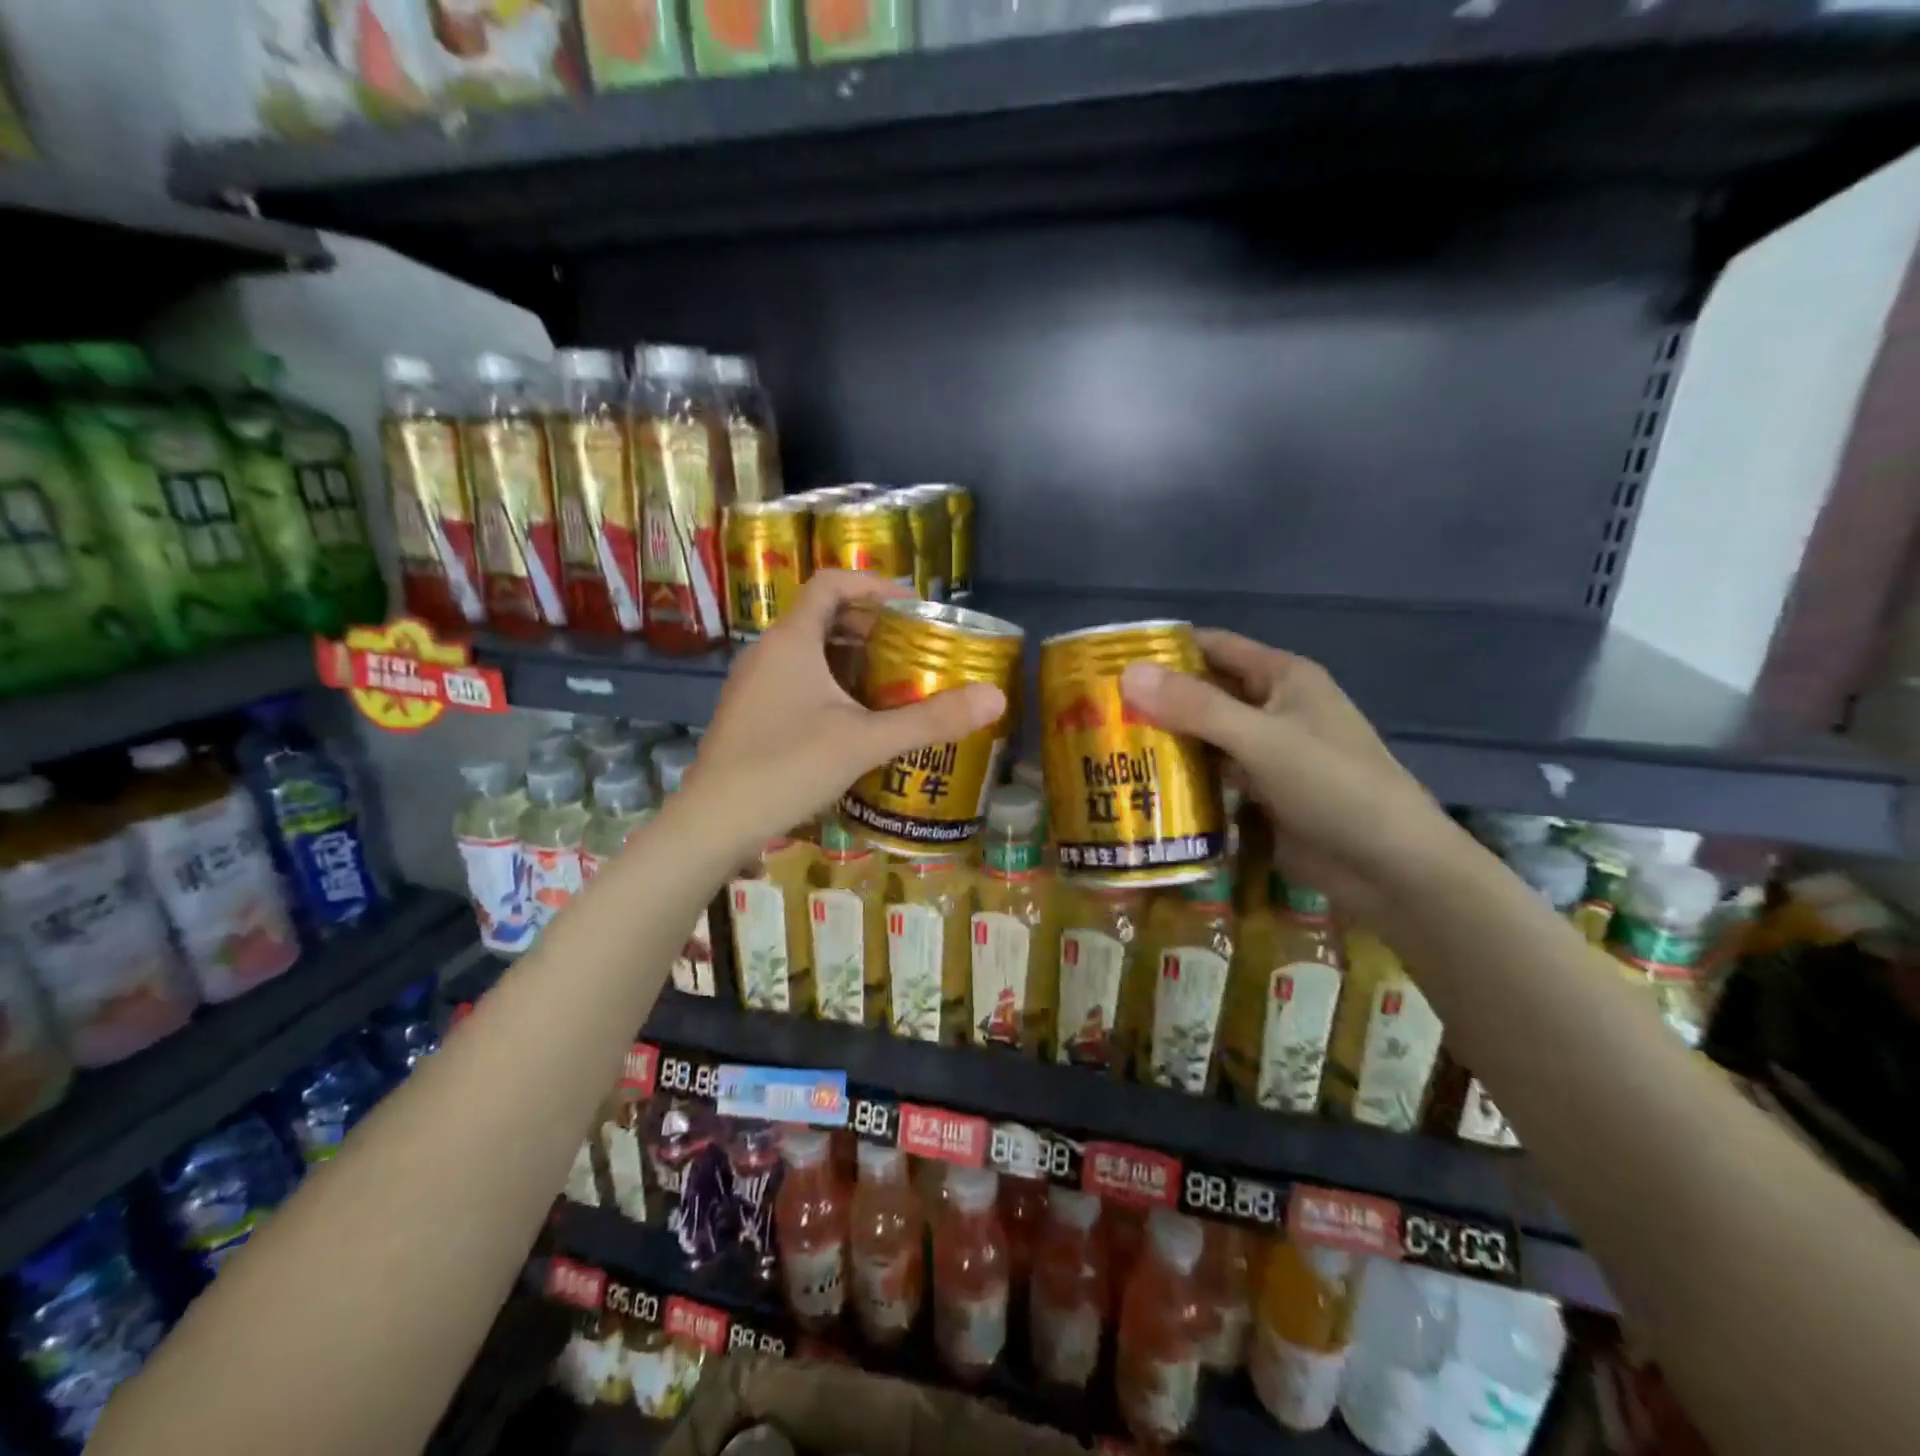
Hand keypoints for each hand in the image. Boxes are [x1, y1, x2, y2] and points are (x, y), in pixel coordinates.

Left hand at [686, 572, 1005, 856]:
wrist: (714, 821)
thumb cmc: (788, 766)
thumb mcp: (866, 741)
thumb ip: (930, 719)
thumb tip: (996, 698)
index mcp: (792, 640)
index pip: (831, 583)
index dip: (873, 585)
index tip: (912, 605)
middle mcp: (768, 652)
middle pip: (822, 616)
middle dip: (870, 626)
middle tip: (912, 648)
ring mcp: (754, 685)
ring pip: (809, 652)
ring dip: (850, 658)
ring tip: (892, 682)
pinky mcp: (750, 714)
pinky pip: (796, 681)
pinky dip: (830, 685)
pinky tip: (855, 720)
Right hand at [1119, 631, 1460, 924]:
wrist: (1391, 867)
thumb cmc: (1333, 786)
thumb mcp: (1261, 740)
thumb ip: (1195, 707)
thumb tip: (1127, 674)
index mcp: (1282, 677)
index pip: (1214, 647)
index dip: (1167, 649)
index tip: (1111, 660)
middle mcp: (1274, 707)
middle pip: (1206, 692)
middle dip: (1157, 699)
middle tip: (1097, 711)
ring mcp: (1269, 752)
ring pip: (1207, 736)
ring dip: (1166, 739)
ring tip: (1108, 746)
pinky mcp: (1264, 793)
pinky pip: (1215, 774)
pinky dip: (1184, 776)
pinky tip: (1143, 784)